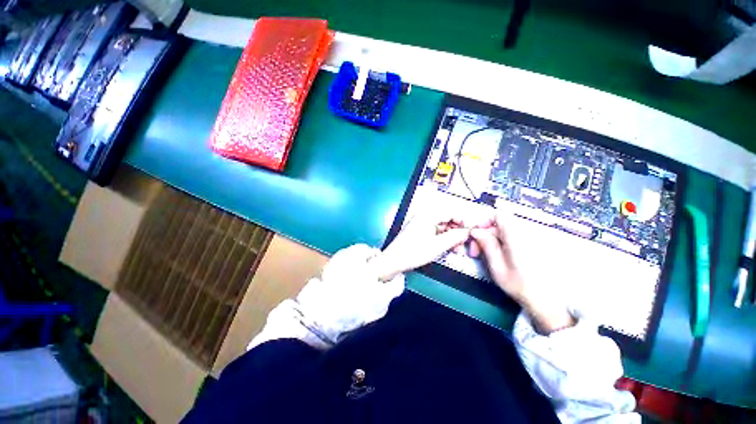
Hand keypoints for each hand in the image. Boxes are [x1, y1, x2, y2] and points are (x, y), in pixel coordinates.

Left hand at [369, 213, 471, 280]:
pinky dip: (444, 238)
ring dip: (452, 235)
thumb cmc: (413, 252)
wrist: (394, 261)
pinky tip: (448, 247)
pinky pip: (436, 231)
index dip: (464, 220)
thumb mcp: (438, 246)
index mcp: (427, 215)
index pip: (451, 211)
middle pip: (447, 218)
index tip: (473, 230)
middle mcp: (424, 215)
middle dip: (458, 230)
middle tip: (465, 242)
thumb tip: (469, 231)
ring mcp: (421, 223)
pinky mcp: (420, 230)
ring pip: (443, 226)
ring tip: (457, 248)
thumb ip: (455, 237)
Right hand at [470, 212, 574, 333]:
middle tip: (475, 251)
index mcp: (516, 238)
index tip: (475, 234)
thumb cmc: (519, 285)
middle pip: (498, 224)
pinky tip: (494, 255)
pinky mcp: (528, 245)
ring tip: (483, 255)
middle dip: (483, 234)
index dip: (484, 221)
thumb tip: (475, 231)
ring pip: (502, 231)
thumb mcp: (497, 267)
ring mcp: (527, 239)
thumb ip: (487, 245)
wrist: (543, 299)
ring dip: (489, 239)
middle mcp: (523, 234)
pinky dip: (498, 243)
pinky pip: (509, 237)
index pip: (499, 216)